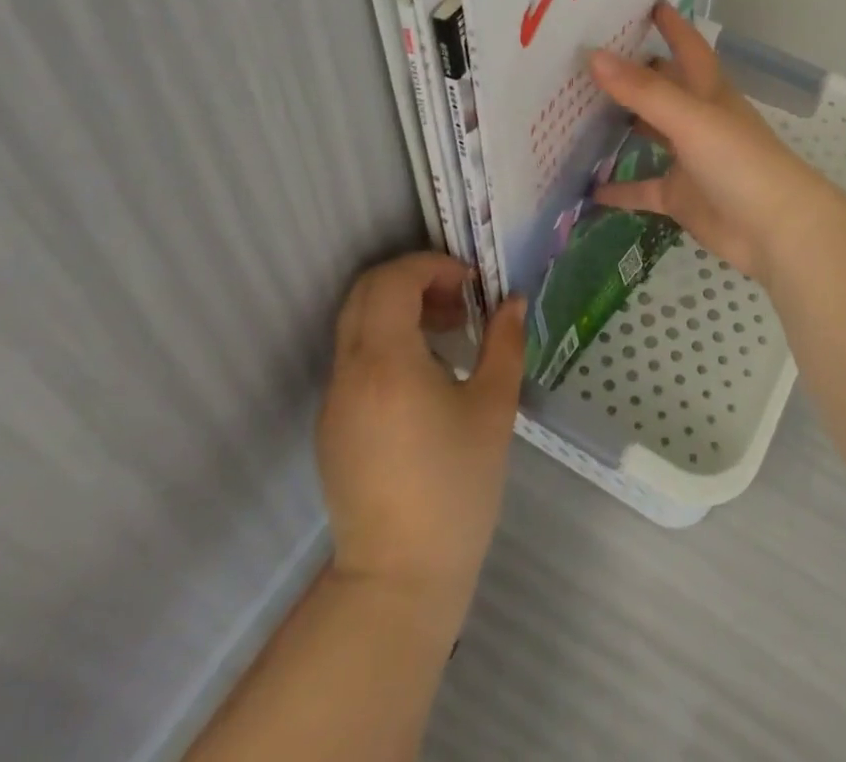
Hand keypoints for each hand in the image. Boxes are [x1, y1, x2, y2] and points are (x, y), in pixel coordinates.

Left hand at [317, 253, 526, 624]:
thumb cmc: (456, 488)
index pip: (393, 281)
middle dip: (413, 279)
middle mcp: (350, 372)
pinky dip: (387, 341)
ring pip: (357, 323)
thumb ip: (505, 343)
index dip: (432, 266)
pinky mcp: (331, 425)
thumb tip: (513, 301)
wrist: (398, 579)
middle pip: (366, 292)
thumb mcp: (494, 409)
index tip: (470, 283)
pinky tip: (426, 375)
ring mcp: (333, 400)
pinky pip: (355, 358)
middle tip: (459, 299)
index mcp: (387, 362)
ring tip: (449, 333)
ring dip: (399, 309)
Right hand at [587, 2, 837, 285]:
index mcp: (709, 92)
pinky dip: (618, 188)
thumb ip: (643, 91)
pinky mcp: (681, 197)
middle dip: (634, 72)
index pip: (688, 48)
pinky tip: (586, 187)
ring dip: (621, 126)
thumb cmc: (740, 162)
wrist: (777, 230)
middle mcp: (698, 120)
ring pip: (650, 135)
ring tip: (576, 112)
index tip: (645, 2)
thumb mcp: (691, 119)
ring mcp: (689, 160)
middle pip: (663, 88)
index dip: (671, 25)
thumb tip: (594, 55)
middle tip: (588, 56)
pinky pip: (643, 189)